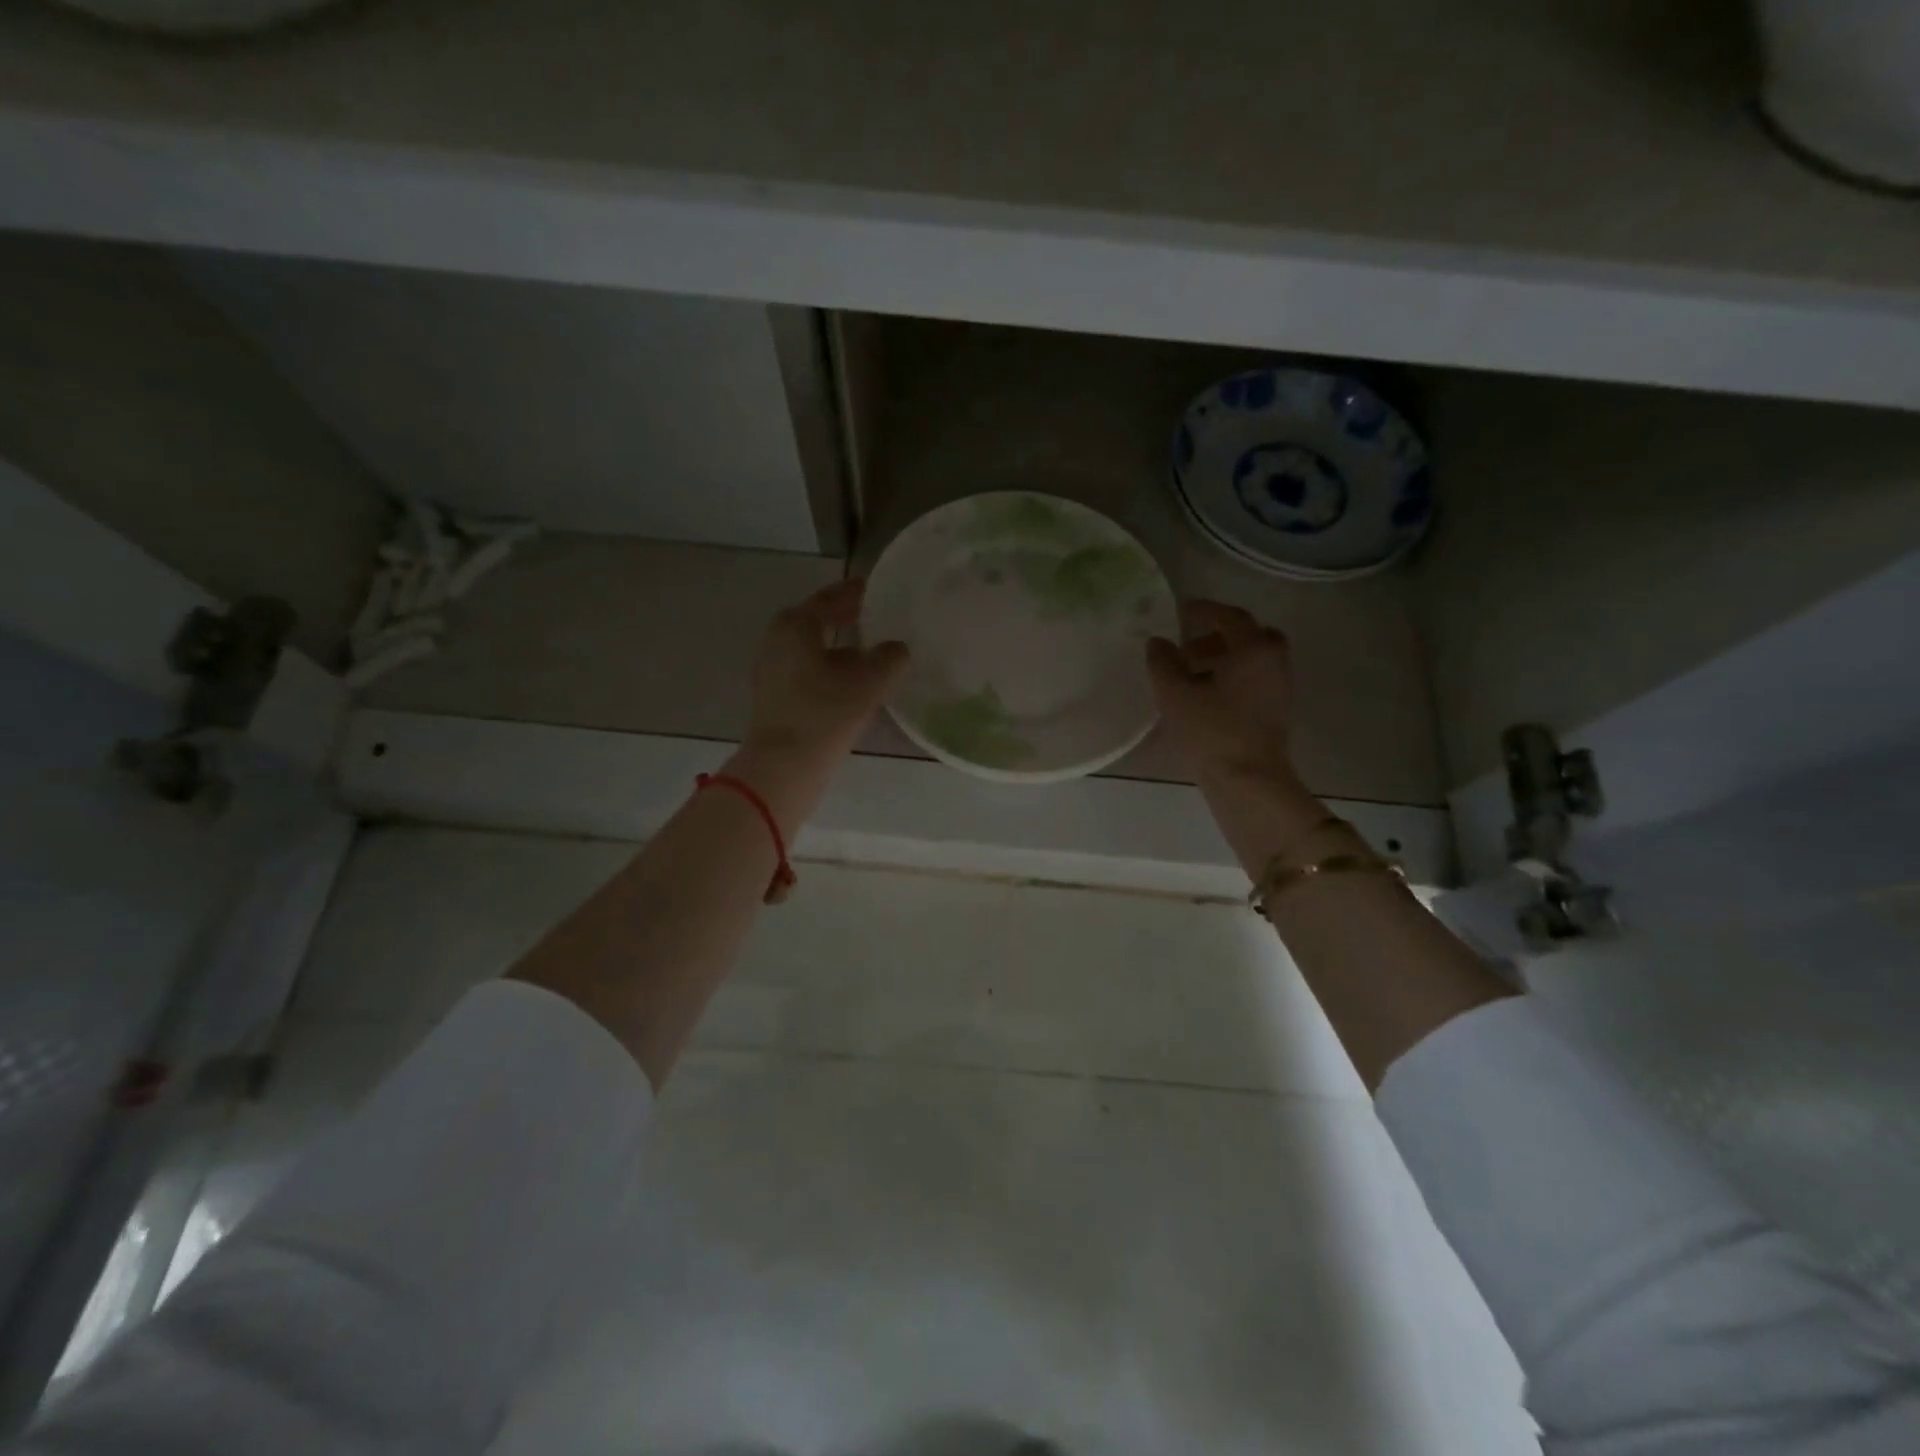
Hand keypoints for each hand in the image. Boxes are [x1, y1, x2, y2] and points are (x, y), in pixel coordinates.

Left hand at [745, 578, 908, 764]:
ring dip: (835, 645)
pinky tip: (846, 680)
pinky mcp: (772, 694)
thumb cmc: (825, 713)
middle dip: (843, 618)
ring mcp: (770, 668)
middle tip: (871, 615)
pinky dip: (826, 666)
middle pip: (815, 620)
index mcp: (796, 624)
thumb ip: (891, 658)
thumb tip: (897, 649)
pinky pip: (803, 668)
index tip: (872, 589)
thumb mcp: (870, 682)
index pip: (829, 598)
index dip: (853, 593)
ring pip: (809, 647)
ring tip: (865, 650)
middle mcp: (776, 639)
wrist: (784, 764)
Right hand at [1146, 600, 1295, 788]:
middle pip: (1248, 635)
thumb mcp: (1175, 694)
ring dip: (1225, 657)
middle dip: (1218, 635)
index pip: (1228, 616)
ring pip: (1253, 658)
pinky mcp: (1277, 710)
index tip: (1181, 611)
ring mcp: (1280, 687)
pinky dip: (1233, 676)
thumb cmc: (1212, 732)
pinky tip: (1207, 696)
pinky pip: (1255, 679)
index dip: (1203, 610)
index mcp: (1253, 648)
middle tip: (1189, 646)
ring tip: (1191, 674)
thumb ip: (1163, 662)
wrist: (1249, 781)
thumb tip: (1158, 642)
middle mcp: (1274, 660)